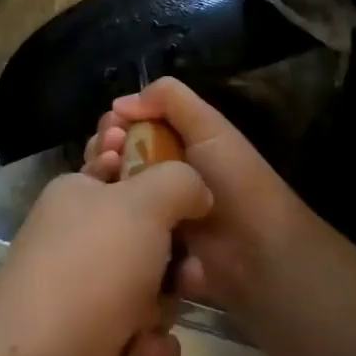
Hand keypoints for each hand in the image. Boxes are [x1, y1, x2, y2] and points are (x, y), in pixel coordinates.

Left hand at [0, 163, 212, 355]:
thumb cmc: (91, 268)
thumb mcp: (142, 203)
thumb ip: (180, 182)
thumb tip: (197, 192)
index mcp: (80, 195)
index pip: (123, 169)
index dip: (157, 176)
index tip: (188, 191)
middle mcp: (85, 241)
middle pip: (154, 234)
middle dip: (176, 256)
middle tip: (185, 268)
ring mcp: (94, 294)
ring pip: (160, 288)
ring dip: (165, 306)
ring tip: (151, 319)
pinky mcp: (105, 346)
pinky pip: (151, 338)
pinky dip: (149, 349)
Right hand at [84, 78, 324, 319]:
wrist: (255, 255)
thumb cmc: (236, 184)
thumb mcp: (211, 129)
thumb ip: (172, 100)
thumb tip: (119, 103)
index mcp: (174, 147)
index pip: (129, 129)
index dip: (114, 125)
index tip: (109, 129)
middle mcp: (157, 177)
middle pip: (113, 158)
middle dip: (102, 151)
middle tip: (107, 155)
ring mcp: (148, 214)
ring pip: (109, 192)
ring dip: (100, 182)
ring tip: (105, 179)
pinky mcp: (141, 248)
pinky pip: (114, 230)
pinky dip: (104, 220)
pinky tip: (101, 212)